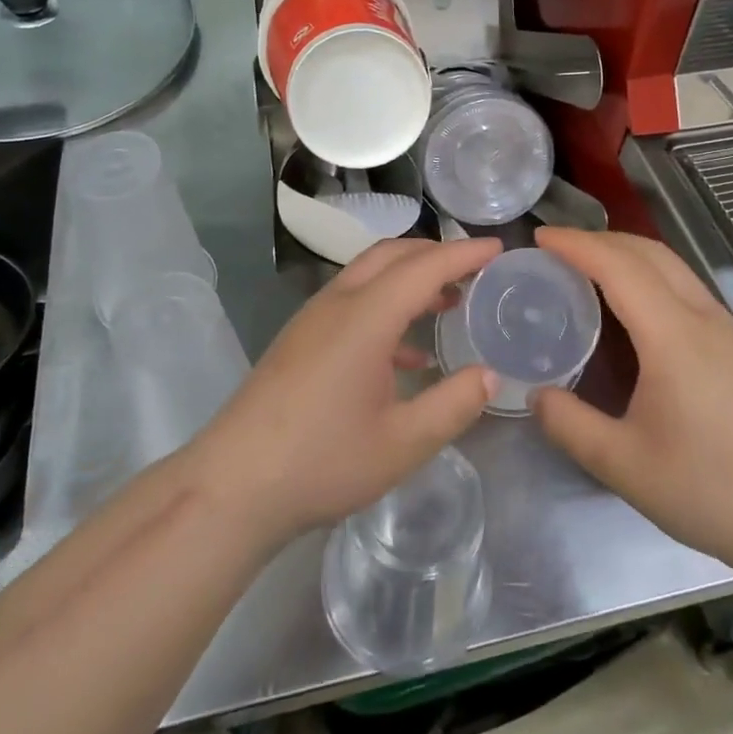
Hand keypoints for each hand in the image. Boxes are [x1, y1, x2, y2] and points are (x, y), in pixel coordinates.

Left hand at [187, 236, 501, 549]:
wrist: (234, 484)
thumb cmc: (322, 462)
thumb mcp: (402, 443)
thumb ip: (453, 404)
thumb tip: (489, 374)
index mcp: (365, 317)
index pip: (424, 267)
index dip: (464, 253)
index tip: (498, 248)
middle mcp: (337, 303)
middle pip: (391, 255)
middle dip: (435, 254)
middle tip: (475, 271)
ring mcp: (312, 319)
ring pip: (368, 275)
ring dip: (408, 277)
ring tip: (447, 302)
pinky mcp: (299, 339)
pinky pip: (351, 301)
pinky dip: (385, 304)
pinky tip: (404, 352)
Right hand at [530, 228, 732, 562]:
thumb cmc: (711, 489)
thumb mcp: (623, 464)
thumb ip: (569, 424)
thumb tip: (537, 395)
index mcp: (674, 336)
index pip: (619, 267)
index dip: (576, 244)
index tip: (538, 237)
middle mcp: (703, 318)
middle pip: (649, 252)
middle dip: (599, 239)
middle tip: (555, 249)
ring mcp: (727, 329)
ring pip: (672, 266)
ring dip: (626, 254)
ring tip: (586, 268)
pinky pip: (685, 287)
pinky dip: (648, 275)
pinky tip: (631, 307)